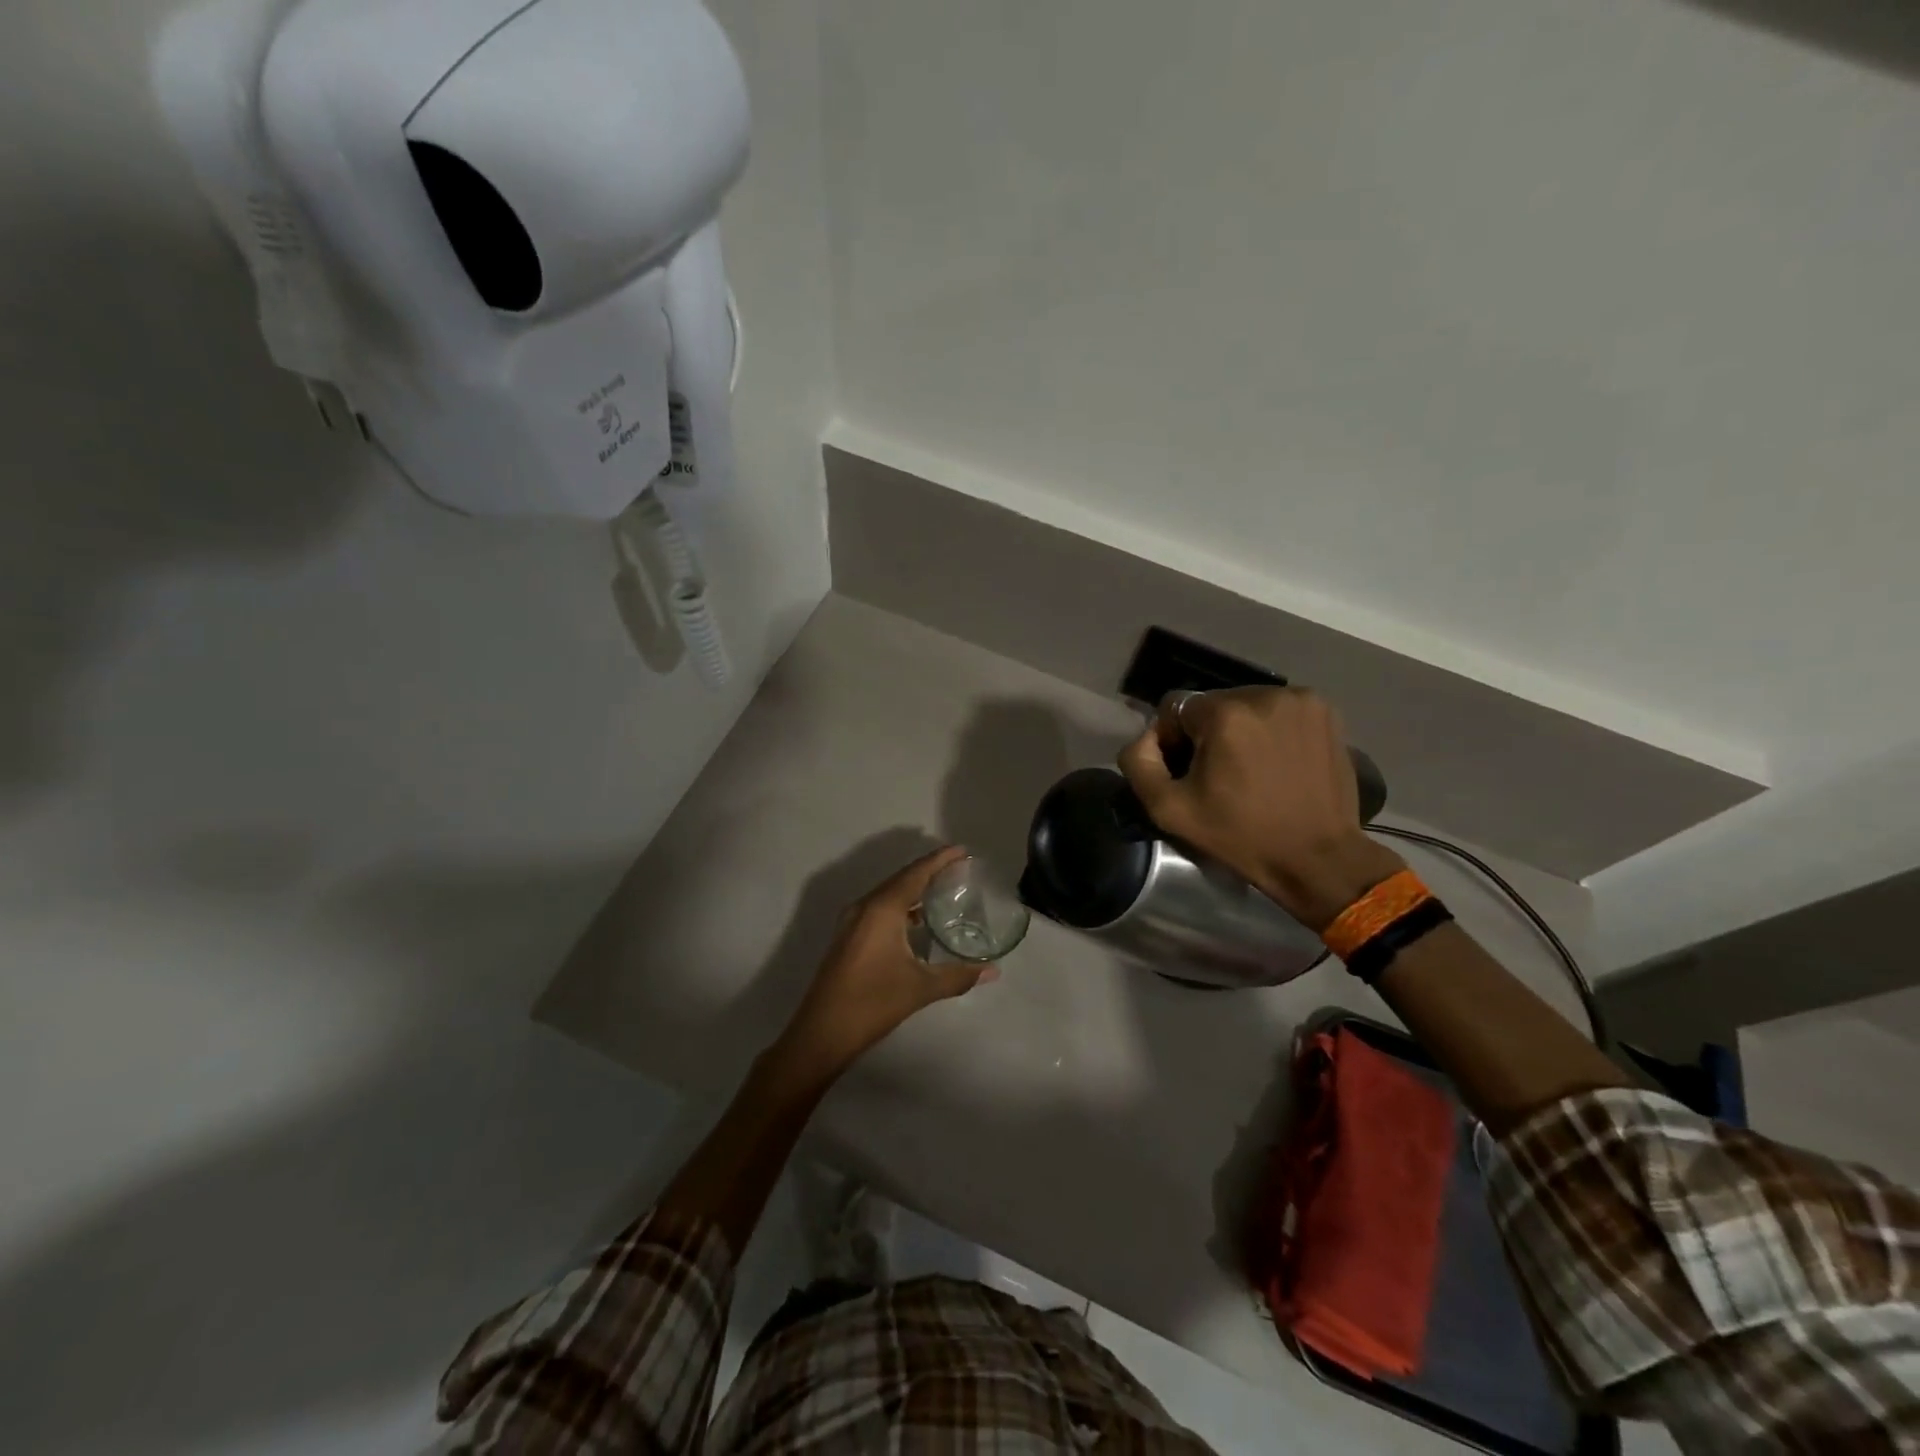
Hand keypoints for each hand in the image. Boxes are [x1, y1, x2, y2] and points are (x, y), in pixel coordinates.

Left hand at [774, 846, 998, 1079]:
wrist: (821, 1033)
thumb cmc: (872, 1003)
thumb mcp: (921, 988)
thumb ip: (959, 975)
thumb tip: (993, 971)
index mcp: (882, 909)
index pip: (916, 873)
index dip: (940, 859)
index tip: (962, 851)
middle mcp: (864, 907)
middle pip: (901, 879)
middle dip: (929, 871)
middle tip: (958, 870)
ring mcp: (852, 922)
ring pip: (887, 894)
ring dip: (913, 889)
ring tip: (942, 892)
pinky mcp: (847, 937)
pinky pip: (878, 909)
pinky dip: (900, 907)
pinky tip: (917, 923)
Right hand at [1117, 687, 1403, 930]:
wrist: (1318, 858)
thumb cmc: (1241, 835)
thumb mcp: (1169, 810)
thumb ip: (1138, 763)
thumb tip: (1147, 737)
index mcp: (1224, 713)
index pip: (1176, 707)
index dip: (1173, 740)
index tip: (1189, 773)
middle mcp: (1263, 694)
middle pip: (1213, 704)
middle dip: (1208, 733)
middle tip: (1219, 774)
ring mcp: (1300, 701)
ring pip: (1247, 705)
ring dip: (1241, 729)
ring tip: (1251, 769)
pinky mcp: (1326, 712)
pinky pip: (1279, 710)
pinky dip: (1272, 729)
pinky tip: (1278, 761)